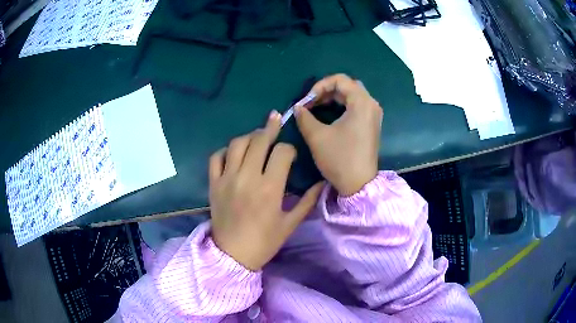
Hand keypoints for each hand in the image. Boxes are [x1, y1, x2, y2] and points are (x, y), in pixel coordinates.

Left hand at [209, 111, 323, 270]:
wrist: (233, 255)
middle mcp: (247, 177)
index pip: (282, 152)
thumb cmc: (264, 241)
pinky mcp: (213, 183)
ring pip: (237, 144)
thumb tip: (322, 183)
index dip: (289, 149)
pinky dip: (225, 151)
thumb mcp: (290, 224)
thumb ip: (307, 201)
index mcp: (270, 188)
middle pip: (259, 140)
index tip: (290, 155)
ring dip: (249, 136)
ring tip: (257, 136)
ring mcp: (227, 179)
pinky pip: (216, 157)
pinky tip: (234, 153)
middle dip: (270, 127)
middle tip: (275, 120)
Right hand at [295, 74, 382, 195]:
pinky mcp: (371, 124)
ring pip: (352, 96)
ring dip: (333, 98)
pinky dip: (341, 106)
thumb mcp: (317, 136)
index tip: (307, 99)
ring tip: (316, 107)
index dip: (320, 85)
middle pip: (347, 86)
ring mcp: (373, 114)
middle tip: (310, 102)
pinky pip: (356, 106)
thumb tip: (297, 107)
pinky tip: (329, 115)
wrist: (359, 184)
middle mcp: (371, 104)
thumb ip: (304, 117)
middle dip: (326, 91)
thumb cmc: (339, 159)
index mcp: (362, 102)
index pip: (340, 80)